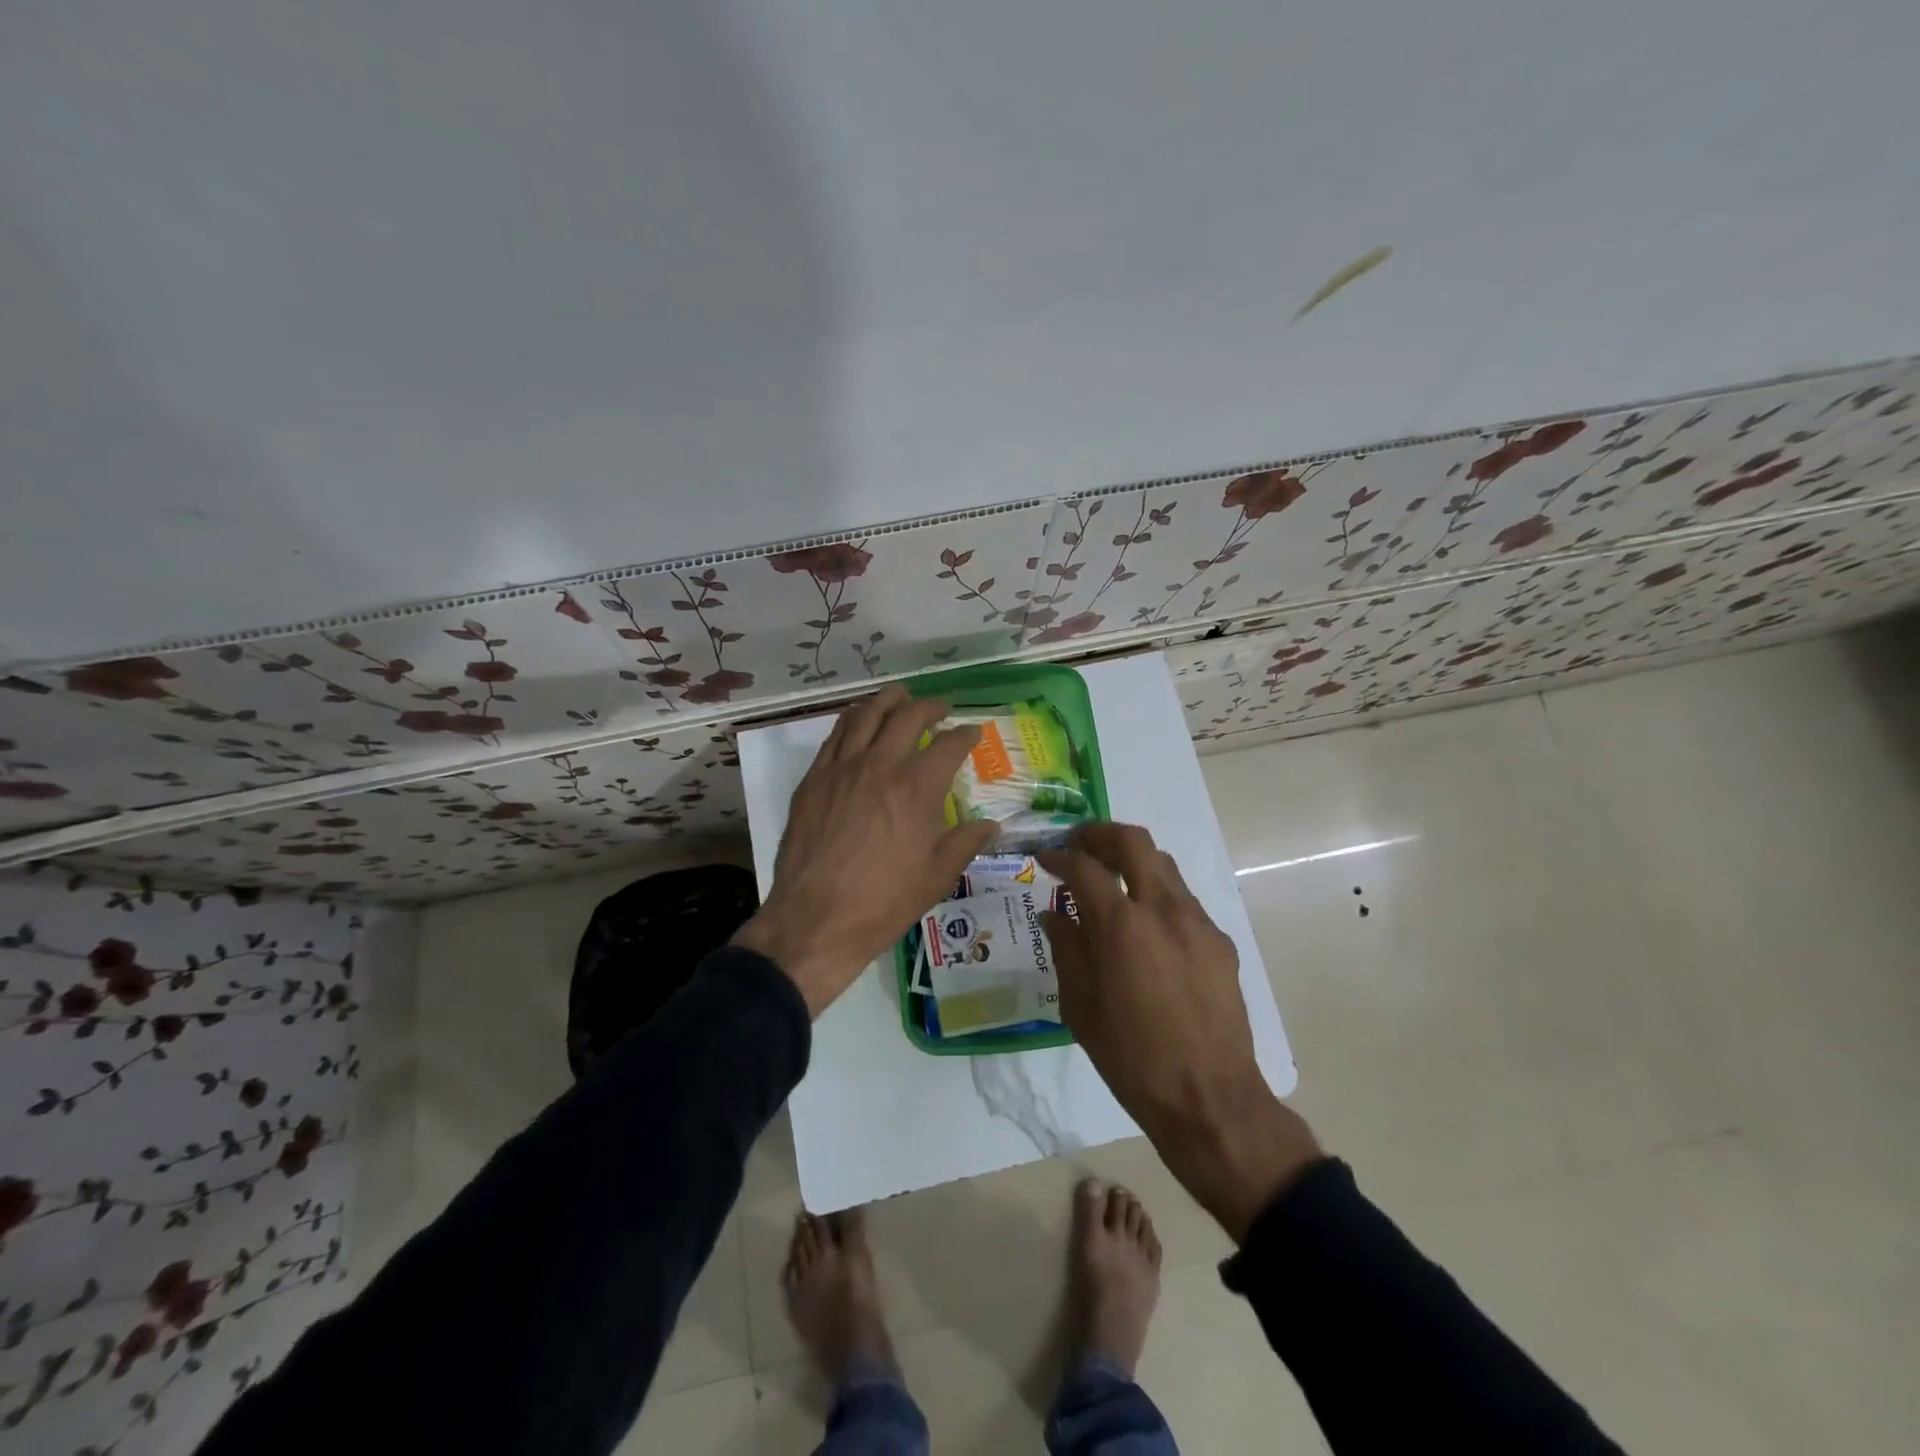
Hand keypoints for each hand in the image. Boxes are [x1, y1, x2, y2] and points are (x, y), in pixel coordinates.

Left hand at [733, 684, 995, 1017]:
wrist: (815, 919)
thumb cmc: (883, 903)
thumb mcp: (936, 877)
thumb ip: (965, 843)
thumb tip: (990, 825)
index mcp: (917, 788)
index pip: (949, 745)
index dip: (966, 734)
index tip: (973, 732)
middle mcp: (880, 765)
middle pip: (907, 716)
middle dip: (930, 706)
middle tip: (940, 708)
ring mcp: (842, 768)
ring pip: (866, 715)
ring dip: (888, 700)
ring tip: (900, 695)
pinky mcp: (814, 779)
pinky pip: (835, 735)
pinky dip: (853, 720)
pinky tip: (859, 722)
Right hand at [1039, 823, 1321, 1241]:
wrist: (1210, 1099)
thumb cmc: (1132, 1059)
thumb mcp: (1081, 1008)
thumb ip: (1067, 949)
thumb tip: (1054, 913)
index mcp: (1122, 927)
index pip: (1085, 867)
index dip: (1060, 856)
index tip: (1044, 859)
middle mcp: (1163, 910)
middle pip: (1134, 841)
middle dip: (1100, 834)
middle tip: (1078, 845)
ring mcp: (1198, 923)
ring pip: (1163, 865)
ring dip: (1132, 861)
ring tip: (1111, 882)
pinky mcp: (1220, 942)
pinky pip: (1183, 900)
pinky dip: (1156, 895)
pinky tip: (1145, 929)